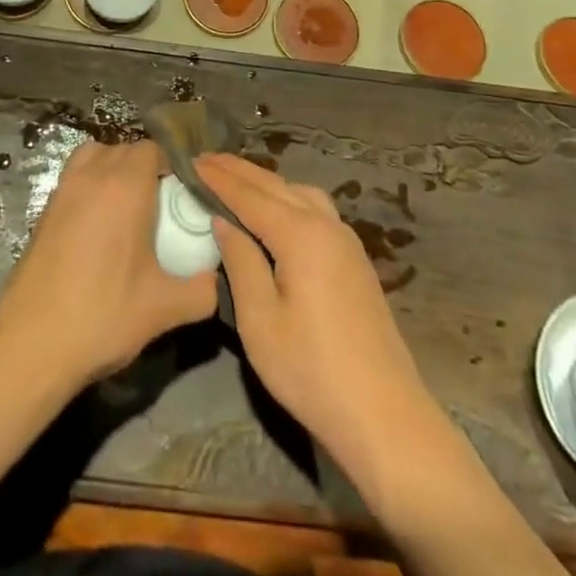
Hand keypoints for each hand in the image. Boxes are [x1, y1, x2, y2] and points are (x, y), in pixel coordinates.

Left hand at [0, 140, 218, 388]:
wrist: (32, 344)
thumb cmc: (103, 316)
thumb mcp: (164, 309)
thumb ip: (201, 291)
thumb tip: (214, 280)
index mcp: (125, 187)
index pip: (151, 149)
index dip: (169, 164)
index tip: (181, 192)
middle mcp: (93, 177)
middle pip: (123, 149)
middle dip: (144, 166)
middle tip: (160, 203)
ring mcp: (64, 190)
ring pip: (94, 156)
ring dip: (112, 168)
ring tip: (126, 206)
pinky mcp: (44, 210)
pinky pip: (73, 177)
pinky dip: (89, 184)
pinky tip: (98, 226)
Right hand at [196, 154, 435, 469]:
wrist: (384, 415)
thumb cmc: (311, 371)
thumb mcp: (260, 321)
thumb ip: (240, 261)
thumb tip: (223, 220)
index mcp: (300, 235)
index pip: (249, 195)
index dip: (218, 178)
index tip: (191, 160)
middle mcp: (326, 225)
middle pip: (276, 186)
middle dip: (240, 171)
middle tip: (206, 160)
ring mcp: (346, 240)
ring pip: (300, 193)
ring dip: (266, 182)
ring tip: (237, 181)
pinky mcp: (355, 259)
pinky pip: (315, 209)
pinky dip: (288, 198)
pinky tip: (277, 211)